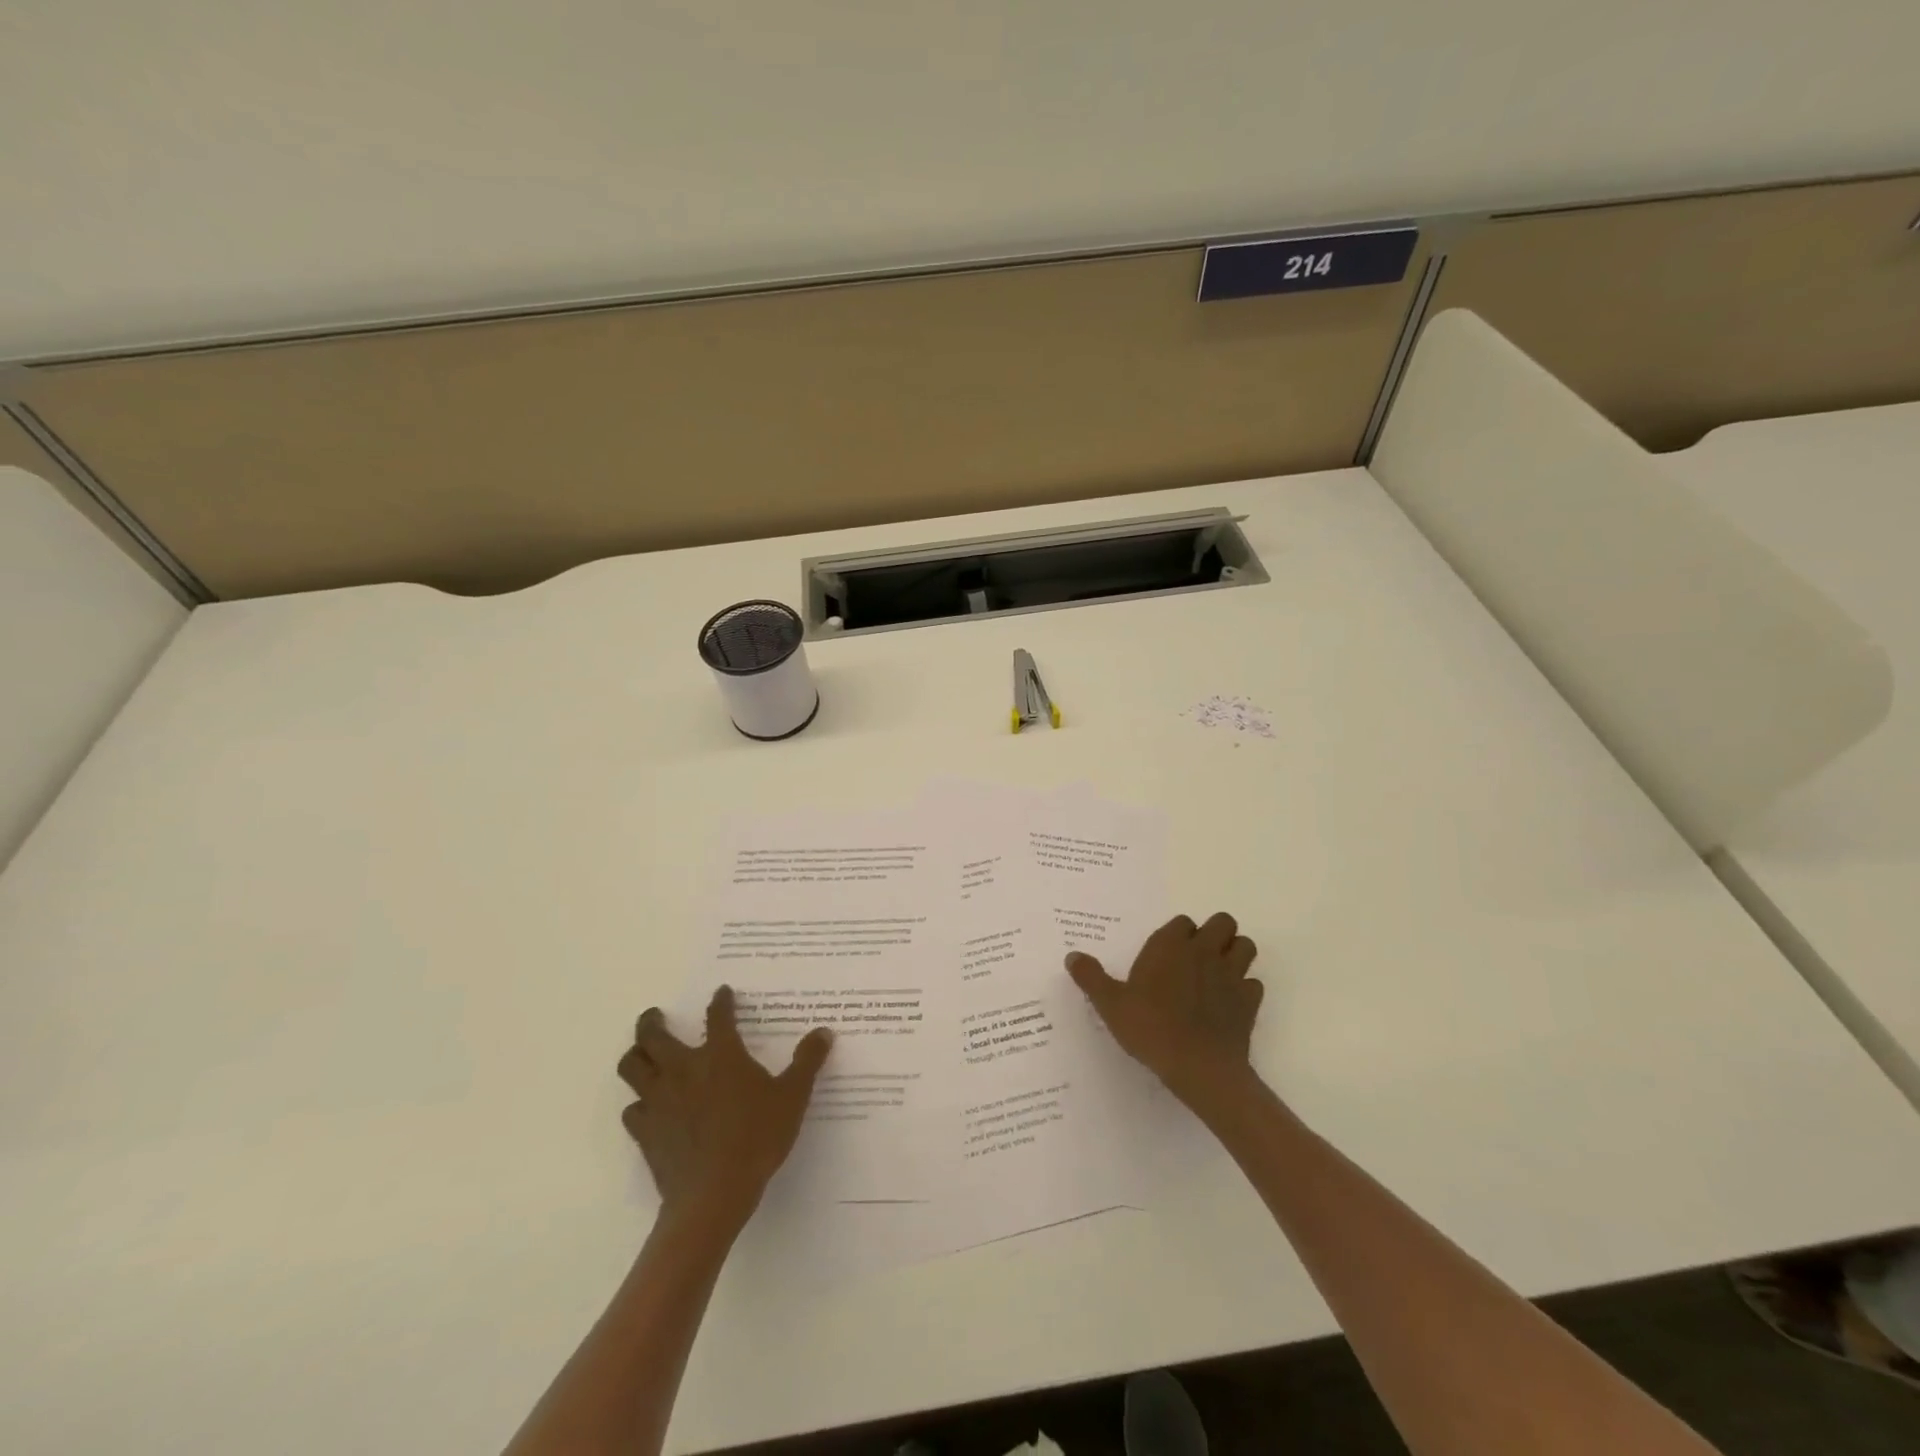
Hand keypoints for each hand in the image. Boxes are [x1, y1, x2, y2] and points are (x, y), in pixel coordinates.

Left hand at [616, 986, 832, 1229]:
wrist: (714, 1195)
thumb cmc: (757, 1138)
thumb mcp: (793, 1097)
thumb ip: (807, 1062)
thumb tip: (823, 1032)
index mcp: (721, 1055)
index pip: (718, 1016)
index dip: (721, 1001)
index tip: (722, 992)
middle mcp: (684, 1069)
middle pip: (653, 1035)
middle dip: (652, 1021)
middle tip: (656, 1016)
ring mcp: (659, 1100)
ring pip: (631, 1067)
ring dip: (636, 1056)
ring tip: (643, 1054)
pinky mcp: (645, 1131)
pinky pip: (632, 1109)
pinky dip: (638, 1103)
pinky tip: (649, 1108)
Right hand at [1067, 912, 1262, 1115]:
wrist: (1198, 1067)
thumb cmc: (1150, 1028)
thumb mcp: (1110, 1004)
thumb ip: (1091, 977)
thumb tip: (1072, 956)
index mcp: (1170, 946)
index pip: (1182, 921)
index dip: (1178, 933)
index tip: (1168, 952)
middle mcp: (1204, 951)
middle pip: (1223, 922)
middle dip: (1215, 933)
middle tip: (1197, 956)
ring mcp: (1231, 975)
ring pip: (1246, 946)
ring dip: (1236, 953)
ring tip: (1218, 972)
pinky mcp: (1250, 1001)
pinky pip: (1254, 983)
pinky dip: (1246, 989)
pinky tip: (1230, 1003)